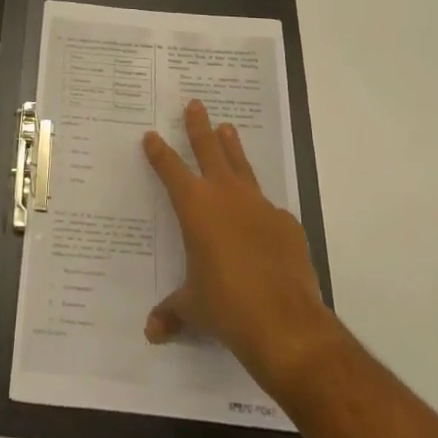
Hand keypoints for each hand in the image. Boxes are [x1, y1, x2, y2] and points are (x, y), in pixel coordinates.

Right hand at [142, 100, 336, 394]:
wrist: (286, 323)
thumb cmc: (226, 308)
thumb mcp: (193, 308)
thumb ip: (172, 313)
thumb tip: (152, 333)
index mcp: (195, 207)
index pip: (170, 169)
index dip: (159, 152)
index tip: (151, 136)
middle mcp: (225, 195)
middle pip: (208, 149)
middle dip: (198, 126)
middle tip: (195, 104)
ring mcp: (259, 205)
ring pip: (241, 166)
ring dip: (232, 147)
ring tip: (228, 128)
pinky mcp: (286, 223)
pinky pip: (269, 208)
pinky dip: (261, 207)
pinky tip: (262, 216)